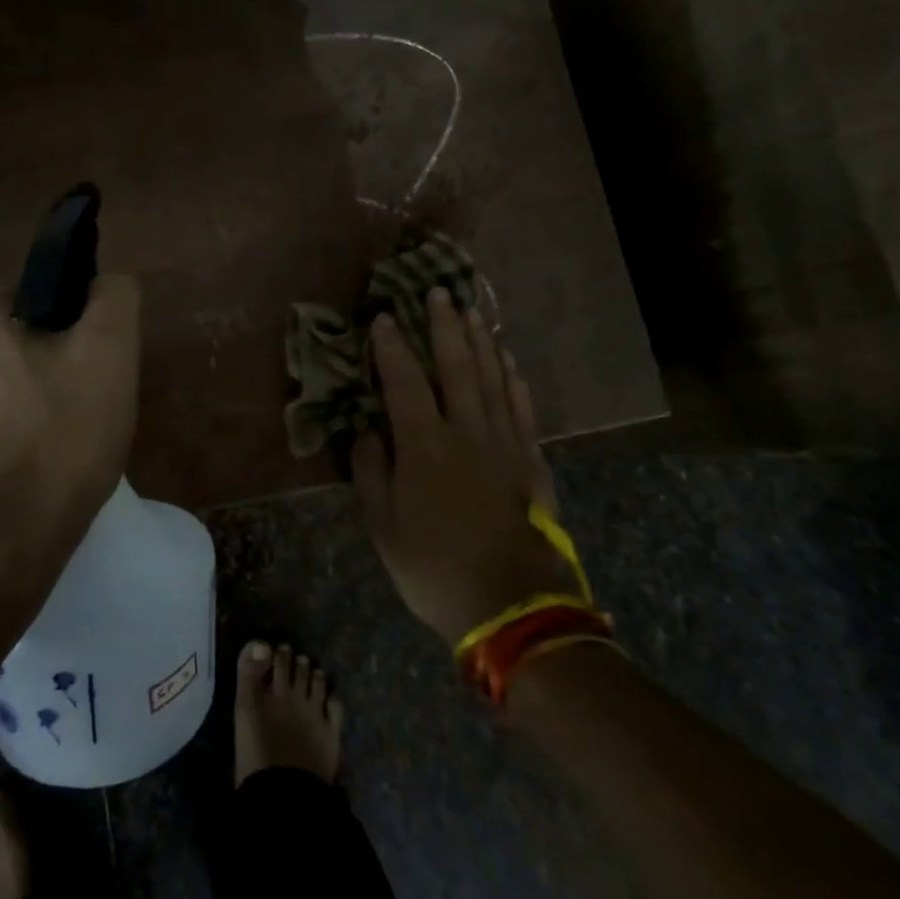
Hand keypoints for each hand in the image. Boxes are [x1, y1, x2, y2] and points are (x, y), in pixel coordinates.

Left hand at [0, 275, 140, 557]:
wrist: (5, 542)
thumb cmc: (62, 437)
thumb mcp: (110, 352)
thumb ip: (114, 298)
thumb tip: (106, 283)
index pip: (39, 296)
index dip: (76, 325)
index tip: (97, 364)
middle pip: (19, 341)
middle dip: (54, 364)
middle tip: (89, 403)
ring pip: (2, 383)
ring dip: (31, 399)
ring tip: (65, 440)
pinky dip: (10, 434)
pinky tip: (35, 465)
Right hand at [351, 287, 582, 645]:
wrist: (512, 605)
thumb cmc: (434, 566)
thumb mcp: (384, 526)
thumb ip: (371, 472)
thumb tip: (368, 431)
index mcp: (425, 444)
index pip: (404, 381)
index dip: (392, 347)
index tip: (383, 317)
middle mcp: (466, 431)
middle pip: (456, 365)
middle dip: (445, 326)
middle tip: (439, 292)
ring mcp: (504, 443)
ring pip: (493, 378)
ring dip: (482, 342)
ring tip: (473, 313)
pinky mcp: (531, 460)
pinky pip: (522, 408)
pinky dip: (513, 380)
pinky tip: (509, 362)